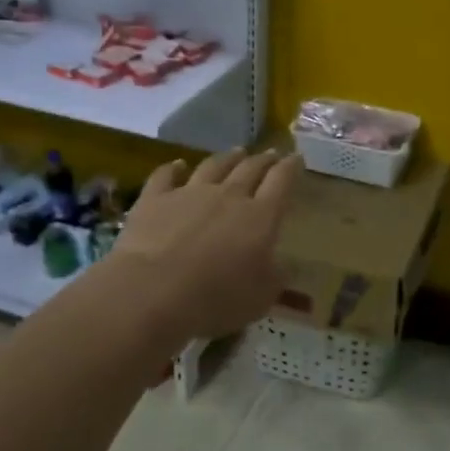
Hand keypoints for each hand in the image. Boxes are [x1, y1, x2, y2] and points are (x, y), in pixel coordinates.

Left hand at [107, 148, 301, 342]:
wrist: (153, 291)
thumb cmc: (216, 298)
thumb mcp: (261, 297)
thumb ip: (276, 277)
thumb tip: (285, 265)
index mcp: (261, 217)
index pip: (281, 182)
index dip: (291, 167)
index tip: (296, 158)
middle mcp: (228, 196)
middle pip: (250, 169)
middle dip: (263, 160)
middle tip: (270, 154)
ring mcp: (189, 193)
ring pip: (213, 167)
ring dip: (227, 158)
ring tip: (236, 152)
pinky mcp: (154, 199)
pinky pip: (165, 176)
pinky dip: (174, 168)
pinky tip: (177, 165)